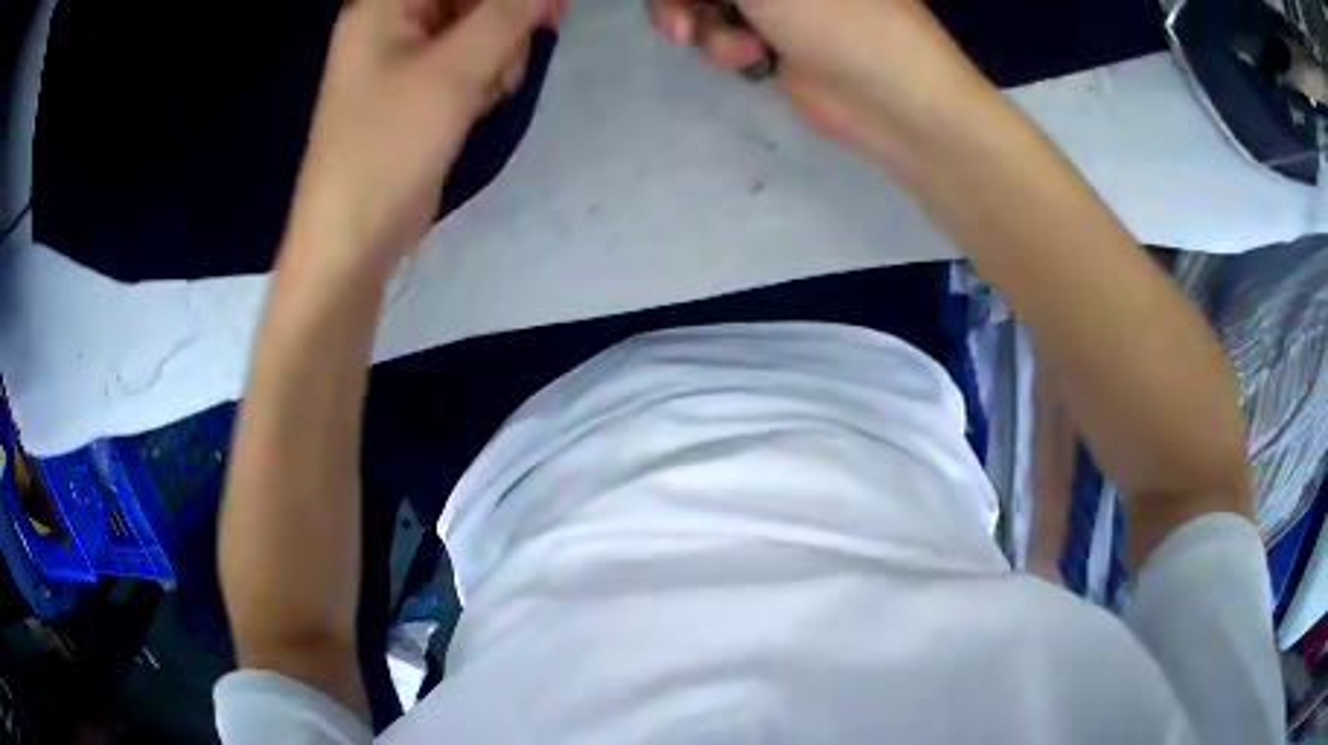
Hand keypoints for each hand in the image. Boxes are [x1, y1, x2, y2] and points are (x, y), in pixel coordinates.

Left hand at [286, 0, 552, 277]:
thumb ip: (507, 15)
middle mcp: (392, 22)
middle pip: (469, 0)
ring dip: (499, 51)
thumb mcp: (455, 72)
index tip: (544, 10)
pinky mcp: (416, 91)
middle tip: (521, 49)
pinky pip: (466, 61)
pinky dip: (483, 75)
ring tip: (491, 89)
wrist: (353, 239)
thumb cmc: (388, 147)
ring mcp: (403, 58)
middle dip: (505, 19)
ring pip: (476, 28)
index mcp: (385, 5)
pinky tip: (480, 103)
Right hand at [646, 0, 998, 184]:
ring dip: (704, 25)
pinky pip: (722, 32)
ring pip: (707, 3)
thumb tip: (715, 5)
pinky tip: (751, 59)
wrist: (895, 103)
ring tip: (737, 47)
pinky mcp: (774, 38)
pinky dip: (725, 46)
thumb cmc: (841, 21)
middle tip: (677, 23)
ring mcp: (779, 4)